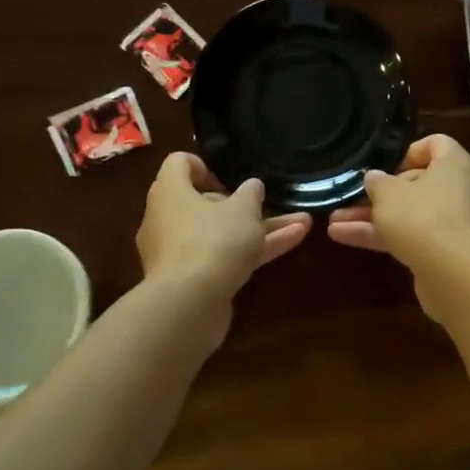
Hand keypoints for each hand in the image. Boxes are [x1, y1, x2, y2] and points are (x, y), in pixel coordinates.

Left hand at [136, 153, 311, 304]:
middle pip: (204, 202)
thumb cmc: (212, 241)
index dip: (205, 165)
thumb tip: (252, 186)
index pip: (179, 163)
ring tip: (302, 223)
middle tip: (269, 204)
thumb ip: (250, 194)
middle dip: (244, 204)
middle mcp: (167, 219)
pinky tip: (291, 244)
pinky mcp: (192, 281)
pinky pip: (223, 257)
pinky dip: (252, 252)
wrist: (188, 306)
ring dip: (260, 229)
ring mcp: (178, 252)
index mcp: (170, 191)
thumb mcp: (242, 209)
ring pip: (221, 233)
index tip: (230, 178)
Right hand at [328, 135, 469, 317]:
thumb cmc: (424, 218)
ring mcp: (451, 224)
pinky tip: (343, 237)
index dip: (407, 151)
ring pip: (407, 213)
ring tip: (334, 220)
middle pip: (416, 182)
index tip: (383, 165)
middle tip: (350, 196)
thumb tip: (373, 177)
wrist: (457, 277)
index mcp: (453, 165)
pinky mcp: (441, 253)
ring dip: (371, 217)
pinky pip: (408, 237)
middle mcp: (457, 190)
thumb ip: (376, 182)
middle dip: (379, 192)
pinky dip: (380, 237)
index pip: (435, 144)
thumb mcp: (389, 194)